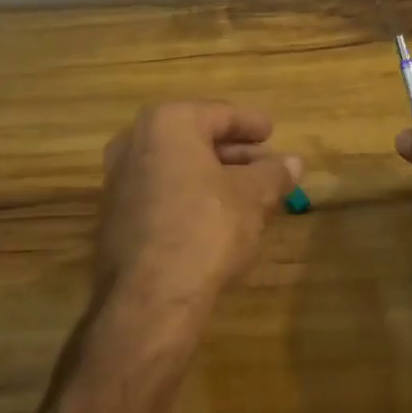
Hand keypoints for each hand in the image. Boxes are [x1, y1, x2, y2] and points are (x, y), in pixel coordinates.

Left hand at [95, 101, 300, 321]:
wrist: (149, 298)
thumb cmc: (205, 228)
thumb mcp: (252, 197)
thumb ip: (274, 174)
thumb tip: (295, 162)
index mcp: (168, 123)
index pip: (220, 114)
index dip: (251, 123)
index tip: (273, 130)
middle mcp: (136, 142)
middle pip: (197, 139)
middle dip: (235, 153)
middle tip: (267, 164)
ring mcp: (120, 180)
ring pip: (179, 167)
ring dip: (215, 176)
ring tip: (251, 191)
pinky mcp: (116, 216)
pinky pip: (163, 191)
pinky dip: (191, 195)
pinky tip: (219, 215)